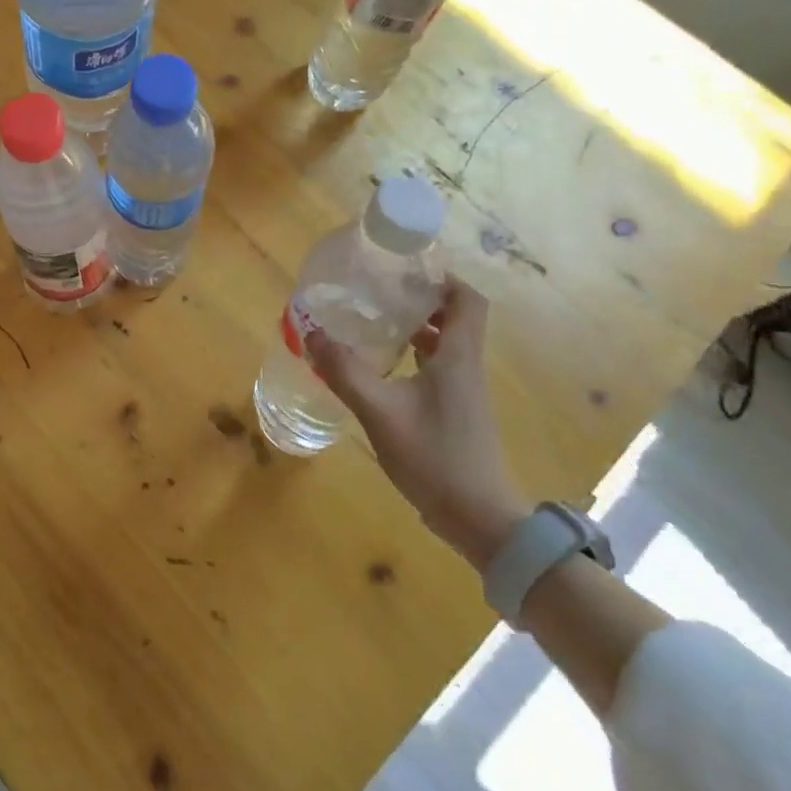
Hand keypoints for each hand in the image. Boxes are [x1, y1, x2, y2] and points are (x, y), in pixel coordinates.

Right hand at [306, 277, 528, 566]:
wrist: (480, 519)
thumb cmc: (435, 458)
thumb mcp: (380, 413)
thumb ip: (345, 372)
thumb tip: (311, 333)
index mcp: (458, 358)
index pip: (467, 300)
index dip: (443, 279)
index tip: (407, 271)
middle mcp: (467, 368)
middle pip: (456, 319)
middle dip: (421, 301)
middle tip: (380, 294)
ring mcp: (465, 394)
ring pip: (446, 346)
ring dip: (417, 330)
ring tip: (375, 325)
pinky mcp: (458, 414)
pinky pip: (439, 371)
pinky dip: (415, 359)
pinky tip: (383, 371)